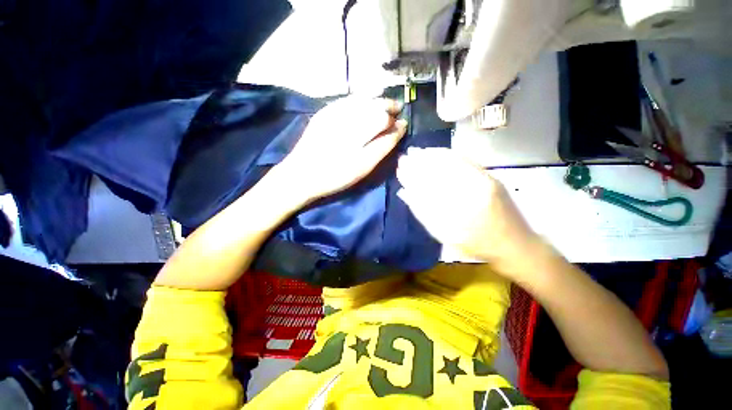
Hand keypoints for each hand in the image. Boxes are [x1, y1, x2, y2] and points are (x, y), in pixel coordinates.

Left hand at [275, 97, 406, 202]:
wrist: (301, 174)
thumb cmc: (335, 175)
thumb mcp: (363, 166)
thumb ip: (384, 145)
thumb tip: (401, 127)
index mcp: (357, 130)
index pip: (383, 116)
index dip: (395, 119)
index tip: (401, 125)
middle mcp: (346, 114)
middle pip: (374, 102)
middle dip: (388, 105)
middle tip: (396, 112)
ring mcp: (333, 110)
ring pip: (362, 98)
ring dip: (376, 101)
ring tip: (384, 110)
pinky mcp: (324, 112)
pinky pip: (348, 100)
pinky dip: (361, 101)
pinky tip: (365, 107)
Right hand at [396, 148, 539, 271]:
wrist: (515, 243)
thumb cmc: (476, 244)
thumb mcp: (445, 234)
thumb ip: (423, 212)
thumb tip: (405, 192)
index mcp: (460, 204)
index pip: (429, 183)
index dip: (412, 174)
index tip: (400, 168)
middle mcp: (473, 186)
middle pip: (440, 168)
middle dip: (420, 161)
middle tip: (404, 157)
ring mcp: (484, 177)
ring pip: (453, 161)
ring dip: (432, 155)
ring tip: (417, 152)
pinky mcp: (489, 175)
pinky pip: (465, 160)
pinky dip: (448, 154)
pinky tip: (437, 152)